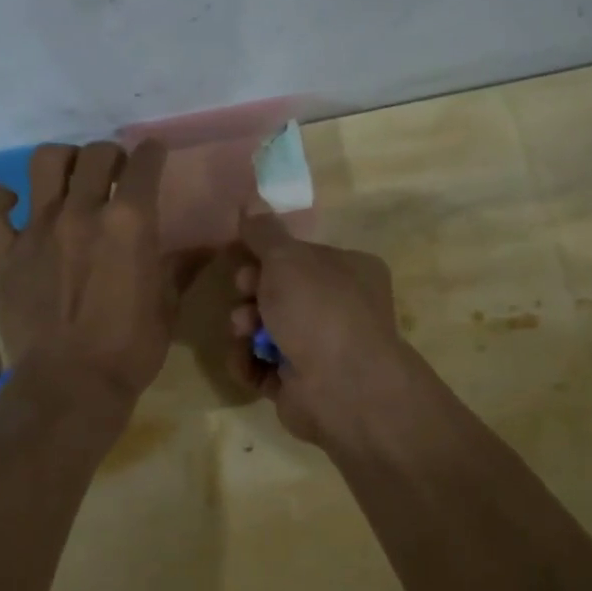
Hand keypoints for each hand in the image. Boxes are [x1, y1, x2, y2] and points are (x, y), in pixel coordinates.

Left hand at [0, 141, 187, 402]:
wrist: (71, 385)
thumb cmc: (130, 349)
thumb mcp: (168, 306)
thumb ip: (182, 267)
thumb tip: (208, 247)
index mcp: (130, 223)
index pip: (144, 164)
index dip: (153, 153)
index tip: (155, 155)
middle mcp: (83, 212)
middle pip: (96, 154)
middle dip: (113, 156)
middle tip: (116, 175)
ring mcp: (38, 228)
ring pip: (46, 162)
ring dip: (64, 161)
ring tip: (71, 179)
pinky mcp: (4, 251)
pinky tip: (12, 201)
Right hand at [227, 212, 407, 447]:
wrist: (342, 388)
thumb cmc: (319, 310)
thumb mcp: (287, 259)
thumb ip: (264, 233)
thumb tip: (251, 202)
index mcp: (348, 271)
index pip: (298, 257)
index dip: (266, 257)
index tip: (245, 259)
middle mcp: (338, 308)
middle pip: (278, 292)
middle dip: (252, 293)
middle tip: (244, 295)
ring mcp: (319, 349)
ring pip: (264, 329)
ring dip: (244, 327)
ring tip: (243, 333)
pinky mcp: (298, 383)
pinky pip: (261, 365)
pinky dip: (248, 362)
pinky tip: (245, 362)